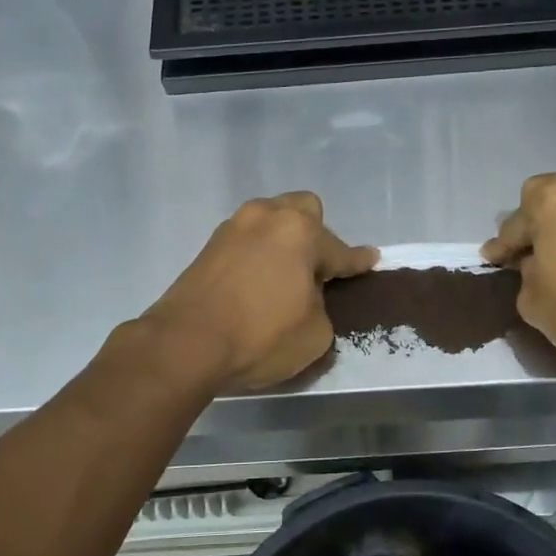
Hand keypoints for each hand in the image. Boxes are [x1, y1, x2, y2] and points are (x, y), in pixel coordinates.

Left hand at [143, 192, 376, 392]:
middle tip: (317, 269)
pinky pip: (247, 241)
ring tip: (285, 275)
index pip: (339, 249)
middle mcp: (266, 217)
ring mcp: (233, 228)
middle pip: (302, 210)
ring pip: (270, 221)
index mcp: (299, 231)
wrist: (185, 344)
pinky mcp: (208, 247)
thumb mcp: (315, 334)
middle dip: (316, 234)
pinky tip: (258, 281)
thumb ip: (322, 307)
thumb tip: (307, 299)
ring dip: (282, 242)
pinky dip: (258, 255)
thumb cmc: (261, 336)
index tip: (371, 259)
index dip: (357, 261)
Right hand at [482, 170, 555, 367]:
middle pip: (546, 203)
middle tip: (523, 254)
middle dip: (533, 226)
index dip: (501, 247)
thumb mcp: (532, 298)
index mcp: (550, 199)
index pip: (513, 225)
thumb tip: (535, 265)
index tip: (492, 259)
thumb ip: (525, 272)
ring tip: (553, 257)